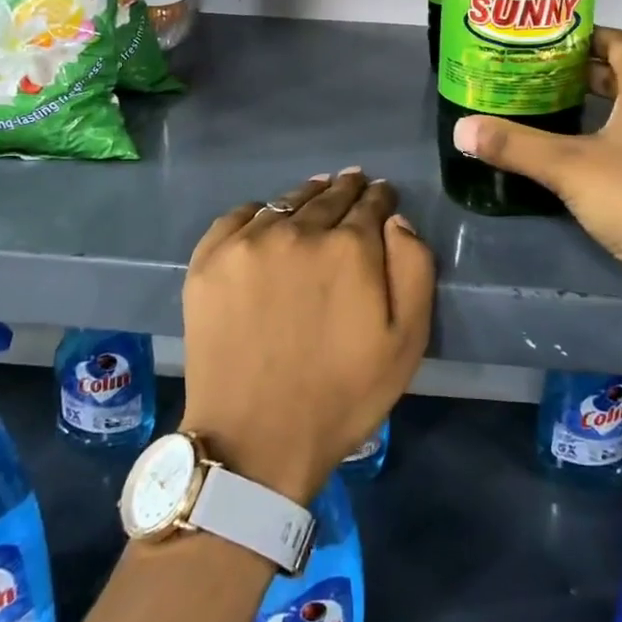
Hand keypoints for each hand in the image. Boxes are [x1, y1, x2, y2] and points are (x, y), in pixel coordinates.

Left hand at [180, 169, 433, 505]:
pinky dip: (259, 213)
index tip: (382, 194)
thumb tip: (396, 220)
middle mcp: (298, 231)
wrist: (255, 439)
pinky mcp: (208, 260)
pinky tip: (266, 220)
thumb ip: (413, 268)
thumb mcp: (406, 342)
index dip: (380, 197)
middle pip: (329, 196)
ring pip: (286, 202)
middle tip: (353, 182)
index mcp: (349, 247)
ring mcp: (247, 243)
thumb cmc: (342, 395)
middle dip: (347, 189)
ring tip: (316, 194)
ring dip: (306, 196)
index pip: (371, 203)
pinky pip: (238, 216)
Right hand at [451, 28, 621, 352]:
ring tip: (557, 105)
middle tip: (541, 73)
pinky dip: (615, 126)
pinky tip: (587, 148)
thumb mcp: (567, 168)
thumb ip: (515, 145)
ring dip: (601, 99)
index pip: (620, 42)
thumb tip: (462, 129)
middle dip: (585, 70)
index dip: (584, 36)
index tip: (547, 42)